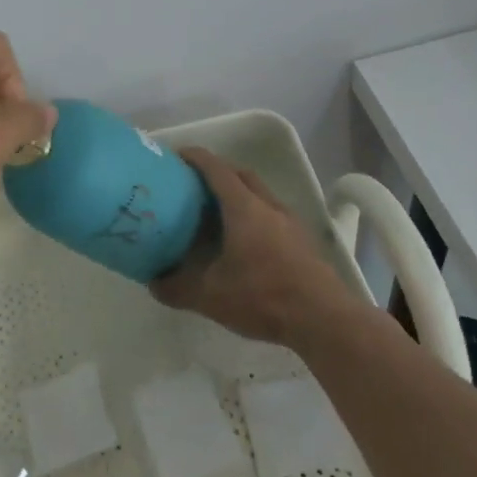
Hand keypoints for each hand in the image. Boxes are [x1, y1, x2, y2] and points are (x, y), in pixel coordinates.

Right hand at [151, 147, 367, 349]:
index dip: (195, 157)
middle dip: (217, 172)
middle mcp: (268, 206)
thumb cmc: (263, 297)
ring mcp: (290, 222)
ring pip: (260, 194)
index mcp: (243, 207)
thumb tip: (152, 282)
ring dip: (238, 193)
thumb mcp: (210, 296)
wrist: (324, 320)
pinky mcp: (303, 241)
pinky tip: (245, 241)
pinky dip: (254, 214)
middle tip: (194, 185)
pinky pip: (272, 214)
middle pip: (241, 174)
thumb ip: (176, 287)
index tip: (176, 156)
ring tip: (217, 213)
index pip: (216, 169)